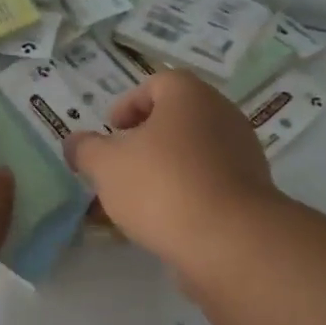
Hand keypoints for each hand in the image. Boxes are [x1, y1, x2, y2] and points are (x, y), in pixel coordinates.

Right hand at [66, 71, 281, 273]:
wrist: (231, 240)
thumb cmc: (163, 186)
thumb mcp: (107, 166)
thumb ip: (86, 150)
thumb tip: (74, 142)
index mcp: (190, 95)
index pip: (157, 84)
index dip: (129, 103)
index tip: (111, 129)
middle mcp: (222, 115)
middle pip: (176, 118)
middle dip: (144, 139)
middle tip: (120, 163)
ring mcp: (242, 153)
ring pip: (192, 153)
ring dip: (164, 168)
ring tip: (136, 199)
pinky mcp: (251, 191)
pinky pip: (209, 182)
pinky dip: (186, 192)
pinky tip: (164, 220)